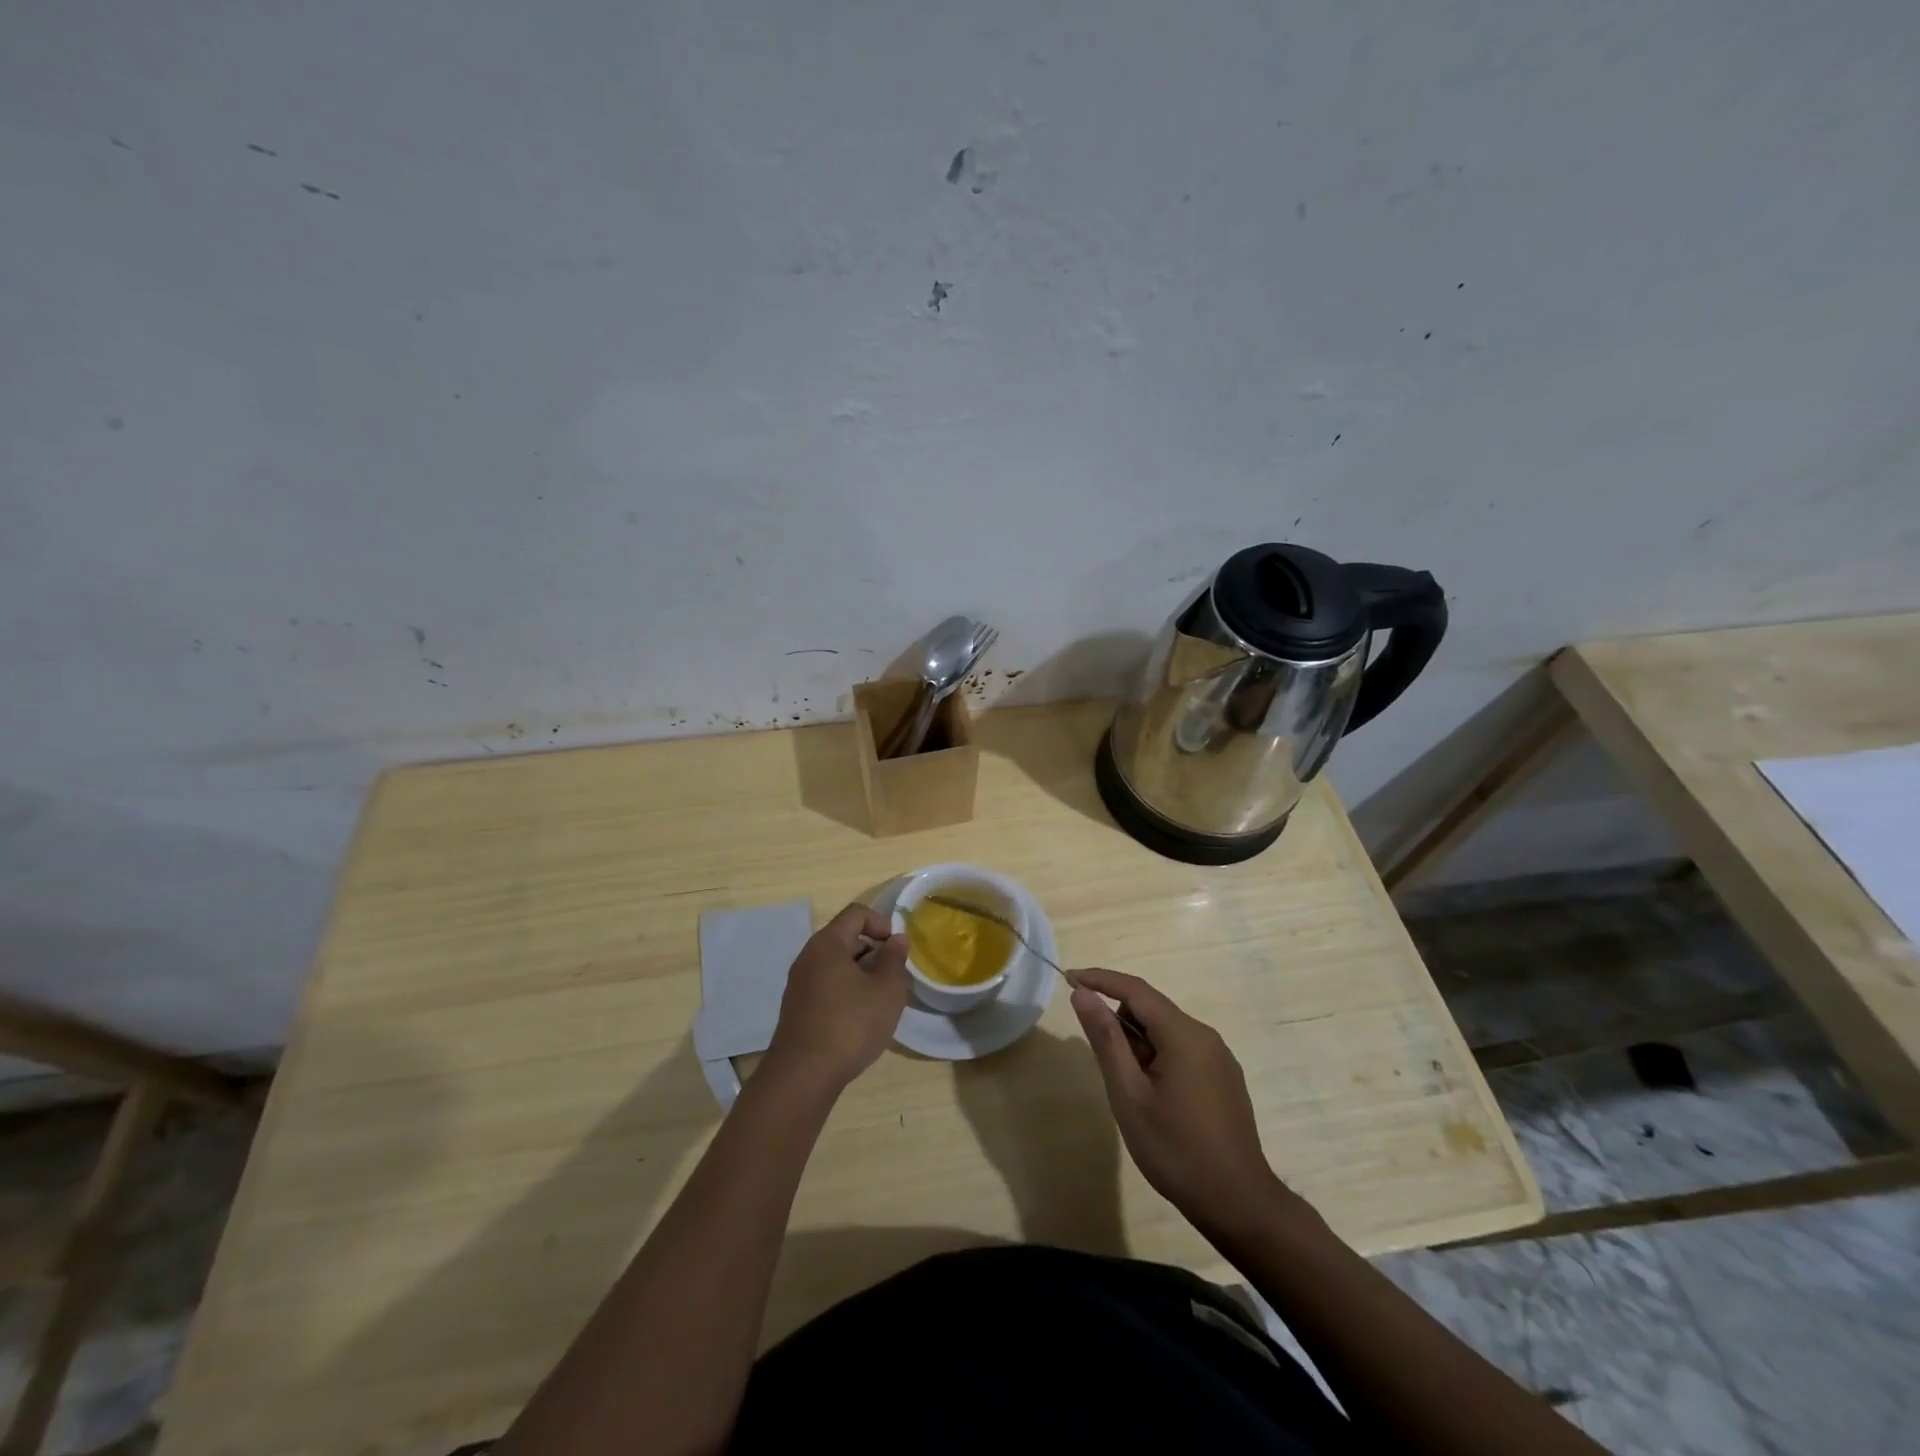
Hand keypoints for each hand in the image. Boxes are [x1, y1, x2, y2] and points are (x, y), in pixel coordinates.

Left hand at [764, 904, 908, 1093]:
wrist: (803, 1076)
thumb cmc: (850, 1025)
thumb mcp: (887, 991)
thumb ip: (895, 960)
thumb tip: (896, 939)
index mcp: (828, 944)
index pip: (856, 914)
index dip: (881, 923)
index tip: (897, 948)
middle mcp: (808, 957)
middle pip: (845, 938)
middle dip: (873, 951)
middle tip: (893, 976)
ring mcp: (799, 983)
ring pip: (836, 964)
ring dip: (861, 973)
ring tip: (880, 999)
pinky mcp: (797, 1008)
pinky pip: (826, 984)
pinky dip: (846, 990)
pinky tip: (859, 1018)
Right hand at [1070, 968, 1286, 1236]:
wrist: (1239, 1205)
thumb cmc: (1175, 1149)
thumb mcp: (1129, 1094)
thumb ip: (1106, 1038)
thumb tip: (1083, 994)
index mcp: (1184, 1034)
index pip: (1135, 989)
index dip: (1100, 980)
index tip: (1068, 979)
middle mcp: (1205, 1036)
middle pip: (1152, 1010)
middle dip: (1122, 1026)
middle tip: (1110, 1071)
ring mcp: (1219, 1058)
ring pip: (1167, 1031)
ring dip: (1141, 1047)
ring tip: (1135, 1095)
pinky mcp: (1224, 1078)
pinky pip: (1183, 1050)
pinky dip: (1159, 1059)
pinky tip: (1157, 1101)